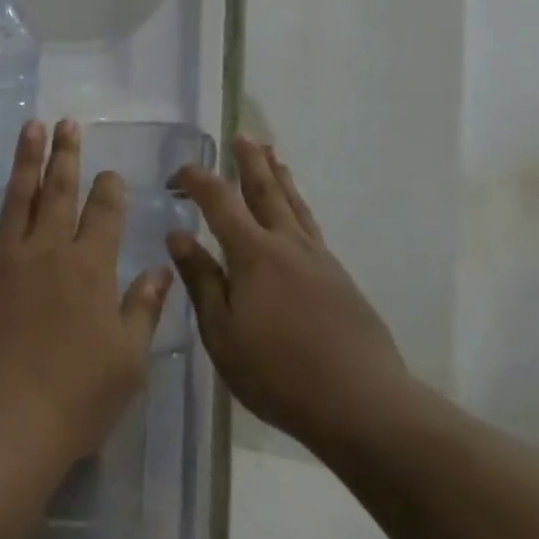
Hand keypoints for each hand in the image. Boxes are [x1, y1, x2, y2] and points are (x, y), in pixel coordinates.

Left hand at [0, 120, 173, 474]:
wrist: (0, 426)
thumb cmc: (76, 400)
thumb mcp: (128, 361)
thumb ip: (143, 309)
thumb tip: (161, 269)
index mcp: (90, 269)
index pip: (104, 215)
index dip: (109, 189)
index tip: (109, 172)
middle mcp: (46, 253)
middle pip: (58, 193)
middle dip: (65, 156)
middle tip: (65, 123)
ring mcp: (2, 264)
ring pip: (15, 200)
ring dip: (24, 162)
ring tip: (29, 128)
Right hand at [168, 137, 408, 448]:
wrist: (362, 402)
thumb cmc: (278, 371)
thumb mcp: (222, 332)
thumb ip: (201, 280)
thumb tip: (178, 234)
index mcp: (253, 253)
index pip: (219, 200)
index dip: (196, 179)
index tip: (176, 175)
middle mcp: (287, 244)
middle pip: (265, 190)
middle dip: (249, 161)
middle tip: (241, 136)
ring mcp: (318, 259)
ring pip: (294, 205)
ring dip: (279, 177)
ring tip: (273, 155)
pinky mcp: (339, 278)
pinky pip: (311, 226)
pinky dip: (298, 207)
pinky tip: (296, 217)